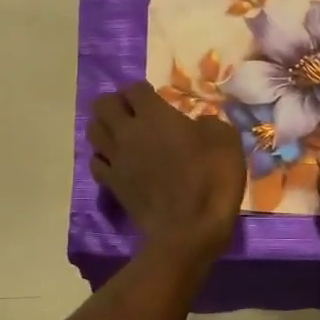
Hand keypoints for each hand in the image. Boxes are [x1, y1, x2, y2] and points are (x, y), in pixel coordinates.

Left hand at [88, 84, 244, 258]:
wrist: (189, 230)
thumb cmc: (211, 181)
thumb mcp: (226, 141)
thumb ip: (209, 123)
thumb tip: (198, 124)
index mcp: (155, 116)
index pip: (134, 88)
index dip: (143, 90)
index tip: (156, 98)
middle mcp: (128, 132)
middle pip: (103, 104)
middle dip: (116, 103)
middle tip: (134, 112)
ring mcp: (116, 159)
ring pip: (93, 130)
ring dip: (104, 127)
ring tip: (121, 133)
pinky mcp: (112, 184)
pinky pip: (96, 162)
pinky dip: (103, 158)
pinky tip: (117, 162)